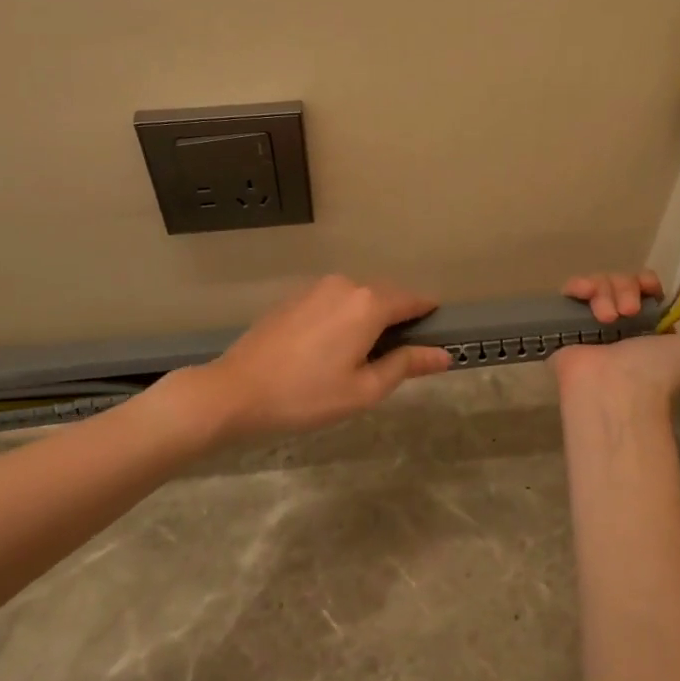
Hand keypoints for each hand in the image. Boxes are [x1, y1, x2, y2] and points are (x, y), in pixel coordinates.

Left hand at [194, 276, 453, 438]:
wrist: (236, 391)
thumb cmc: (306, 395)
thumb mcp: (364, 389)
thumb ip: (406, 365)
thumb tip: (443, 355)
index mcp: (368, 304)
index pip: (413, 300)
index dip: (429, 316)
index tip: (439, 335)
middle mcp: (346, 285)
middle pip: (386, 296)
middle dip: (399, 319)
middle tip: (400, 358)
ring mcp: (316, 287)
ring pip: (359, 297)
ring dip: (370, 318)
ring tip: (364, 357)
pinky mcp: (295, 297)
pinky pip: (335, 301)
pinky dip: (345, 317)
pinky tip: (333, 348)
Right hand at [553, 272, 679, 401]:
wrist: (615, 388)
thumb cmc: (661, 371)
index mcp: (650, 327)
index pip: (646, 288)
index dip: (648, 283)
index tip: (651, 294)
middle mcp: (621, 323)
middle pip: (622, 281)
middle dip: (626, 288)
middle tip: (627, 313)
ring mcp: (591, 322)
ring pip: (599, 283)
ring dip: (605, 293)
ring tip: (607, 318)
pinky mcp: (566, 323)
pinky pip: (571, 290)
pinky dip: (578, 286)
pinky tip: (584, 297)